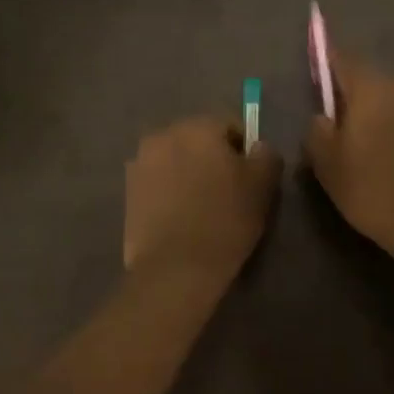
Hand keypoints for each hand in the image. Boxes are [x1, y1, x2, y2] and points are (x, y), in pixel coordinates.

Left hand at [124, 117, 282, 277]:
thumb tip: (257, 147)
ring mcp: (140, 163)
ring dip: (188, 174)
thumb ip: (266, 156)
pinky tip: (180, 217)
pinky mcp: (127, 191)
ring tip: (201, 207)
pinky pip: (158, 182)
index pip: (230, 126)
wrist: (174, 267)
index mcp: (196, 127)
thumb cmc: (224, 220)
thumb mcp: (262, 186)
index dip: (244, 150)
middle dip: (212, 159)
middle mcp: (163, 135)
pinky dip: (169, 192)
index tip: (250, 178)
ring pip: (176, 160)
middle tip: (227, 192)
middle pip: (198, 140)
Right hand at [304, 51, 393, 252]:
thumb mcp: (329, 168)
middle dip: (359, 98)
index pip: (345, 60)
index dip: (329, 62)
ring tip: (378, 147)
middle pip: (375, 82)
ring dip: (387, 115)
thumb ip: (317, 133)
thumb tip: (322, 116)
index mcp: (373, 89)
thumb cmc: (375, 190)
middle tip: (347, 128)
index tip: (319, 69)